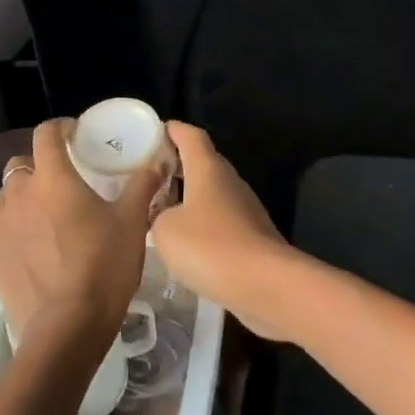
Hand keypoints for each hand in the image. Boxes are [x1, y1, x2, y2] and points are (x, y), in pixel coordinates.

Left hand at [0, 118, 158, 346]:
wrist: (68, 327)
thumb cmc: (104, 268)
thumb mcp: (132, 223)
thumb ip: (141, 186)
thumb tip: (156, 161)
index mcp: (55, 177)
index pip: (48, 134)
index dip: (61, 127)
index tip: (76, 134)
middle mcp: (21, 190)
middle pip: (26, 163)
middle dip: (43, 164)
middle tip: (67, 180)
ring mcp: (0, 221)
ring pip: (6, 189)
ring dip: (22, 189)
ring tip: (41, 203)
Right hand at [151, 123, 301, 340]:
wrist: (265, 284)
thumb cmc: (210, 246)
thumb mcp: (165, 230)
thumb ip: (157, 214)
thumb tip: (163, 214)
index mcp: (207, 167)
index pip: (190, 135)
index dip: (172, 130)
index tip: (153, 132)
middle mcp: (229, 179)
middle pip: (202, 160)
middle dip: (177, 164)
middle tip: (149, 175)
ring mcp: (244, 207)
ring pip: (212, 191)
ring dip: (189, 195)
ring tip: (161, 209)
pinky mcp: (252, 234)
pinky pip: (220, 217)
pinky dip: (202, 220)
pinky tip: (186, 241)